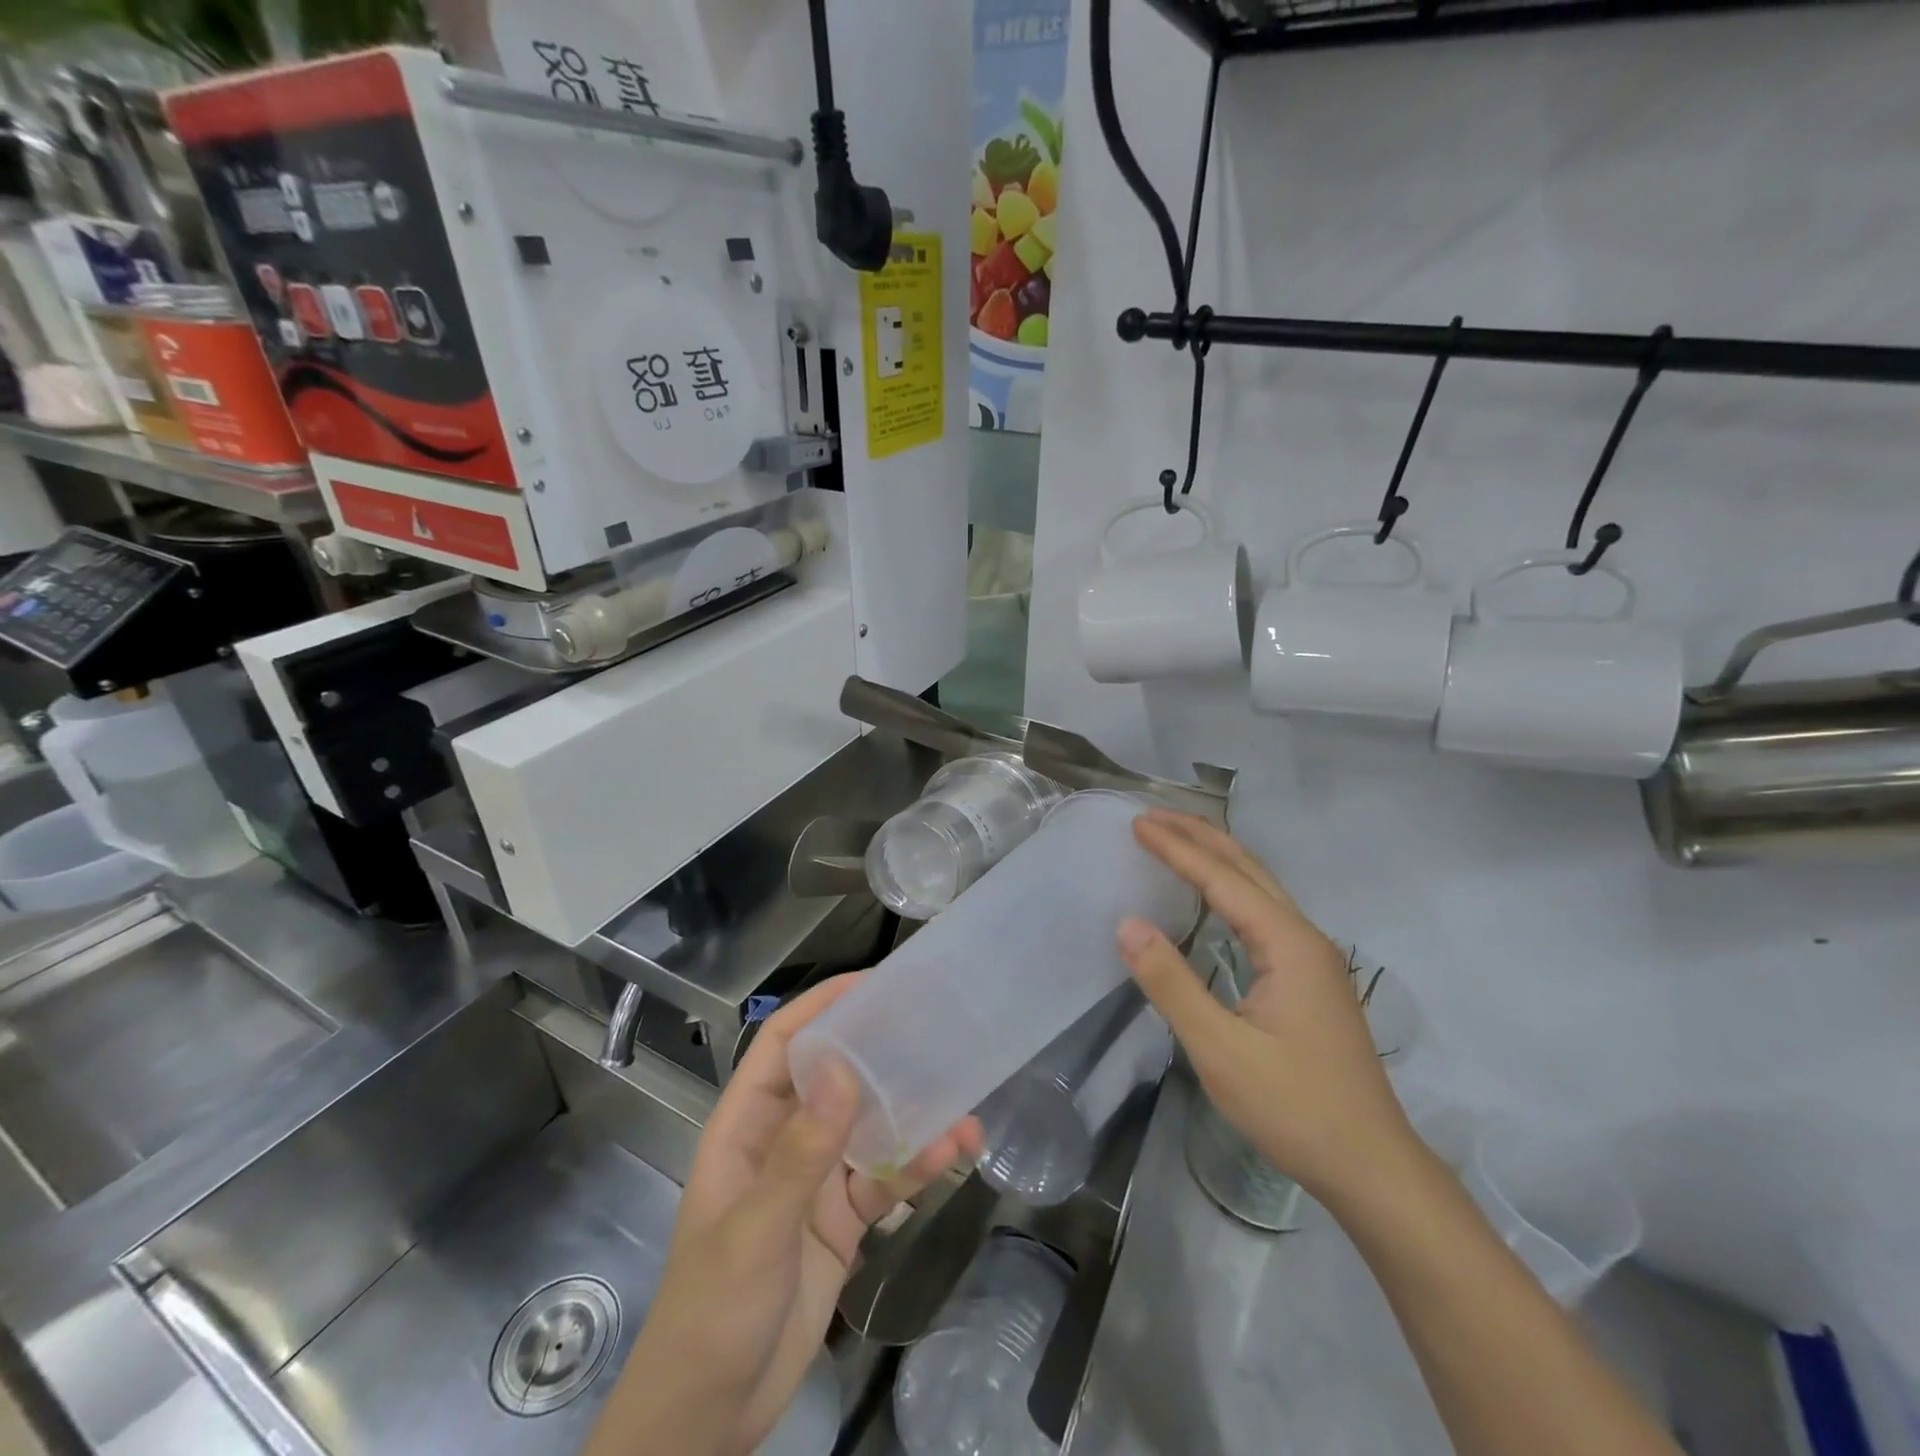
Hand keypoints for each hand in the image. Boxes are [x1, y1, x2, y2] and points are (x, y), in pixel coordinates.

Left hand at [586, 975, 980, 1455]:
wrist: (711, 1416)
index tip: (871, 983)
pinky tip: (955, 1151)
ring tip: (961, 1091)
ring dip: (911, 1111)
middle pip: (834, 1077)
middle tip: (931, 1025)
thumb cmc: (714, 1310)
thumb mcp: (756, 1230)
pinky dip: (918, 1164)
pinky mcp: (842, 1219)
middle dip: (878, 1050)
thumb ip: (801, 1153)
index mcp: (746, 1126)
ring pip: (868, 1127)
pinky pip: (884, 1179)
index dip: (822, 1007)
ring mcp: (814, 1180)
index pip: (783, 1046)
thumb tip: (846, 1070)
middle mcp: (783, 1141)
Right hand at [1116, 809, 1415, 1207]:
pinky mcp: (1311, 978)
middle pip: (1248, 869)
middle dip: (1199, 836)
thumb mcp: (1221, 1050)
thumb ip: (1172, 984)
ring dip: (1217, 858)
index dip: (1176, 848)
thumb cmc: (1294, 1108)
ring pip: (1261, 888)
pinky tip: (1215, 899)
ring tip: (1177, 840)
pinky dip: (1231, 888)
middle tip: (1153, 817)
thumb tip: (1127, 924)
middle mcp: (1305, 937)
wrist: (1372, 1167)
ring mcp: (1314, 958)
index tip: (1137, 823)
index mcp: (1288, 944)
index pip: (1222, 879)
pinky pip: (1265, 912)